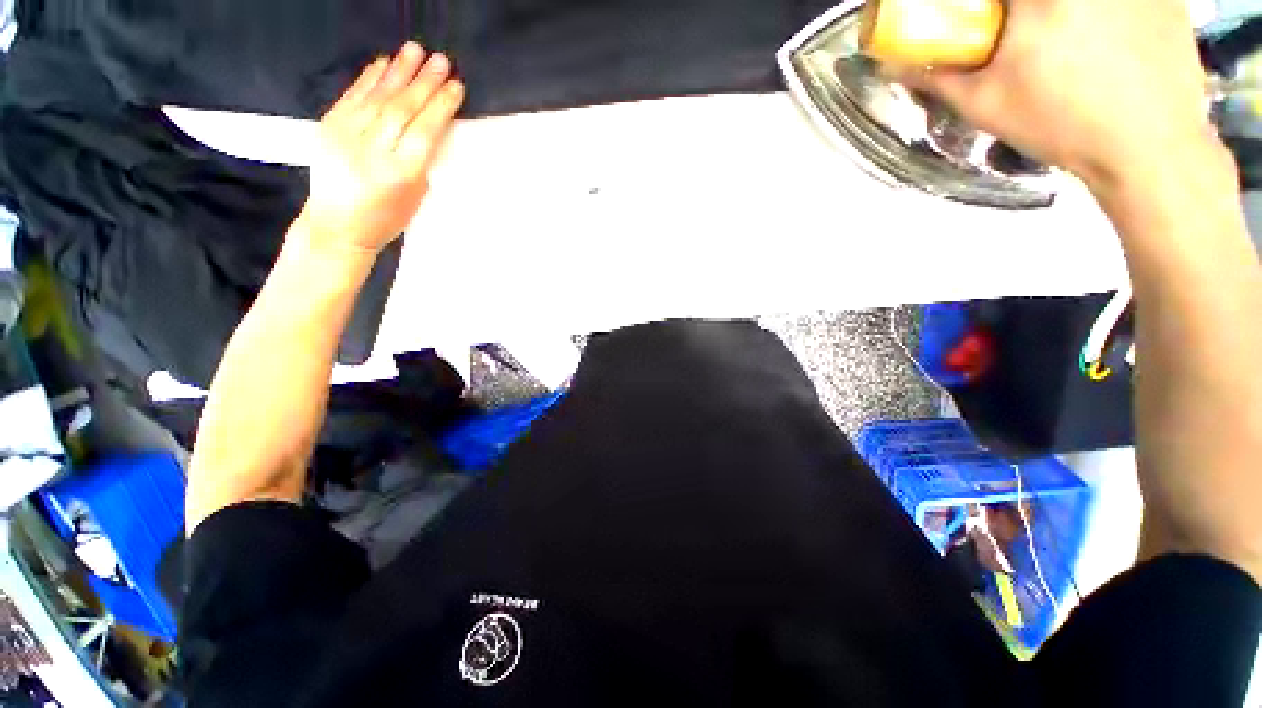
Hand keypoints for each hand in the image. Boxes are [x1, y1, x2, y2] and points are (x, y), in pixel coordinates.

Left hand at [296, 43, 463, 256]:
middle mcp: (373, 150)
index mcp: (401, 173)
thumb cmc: (385, 218)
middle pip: (403, 108)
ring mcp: (346, 135)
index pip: (425, 131)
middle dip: (425, 83)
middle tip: (442, 61)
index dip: (441, 106)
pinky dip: (370, 78)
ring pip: (378, 97)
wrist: (336, 225)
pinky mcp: (328, 126)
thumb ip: (423, 160)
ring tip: (417, 51)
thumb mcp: (415, 195)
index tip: (456, 87)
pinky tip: (385, 63)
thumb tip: (430, 125)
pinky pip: (353, 96)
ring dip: (399, 72)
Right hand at [904, 0, 1216, 190]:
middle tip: (1021, 32)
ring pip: (1080, 0)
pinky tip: (1109, 39)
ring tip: (1071, 44)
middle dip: (1022, 13)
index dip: (986, 7)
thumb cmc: (1061, 123)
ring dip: (1065, 14)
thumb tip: (897, 65)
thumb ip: (939, 77)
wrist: (1149, 148)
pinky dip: (1109, 12)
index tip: (985, 20)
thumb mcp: (986, 104)